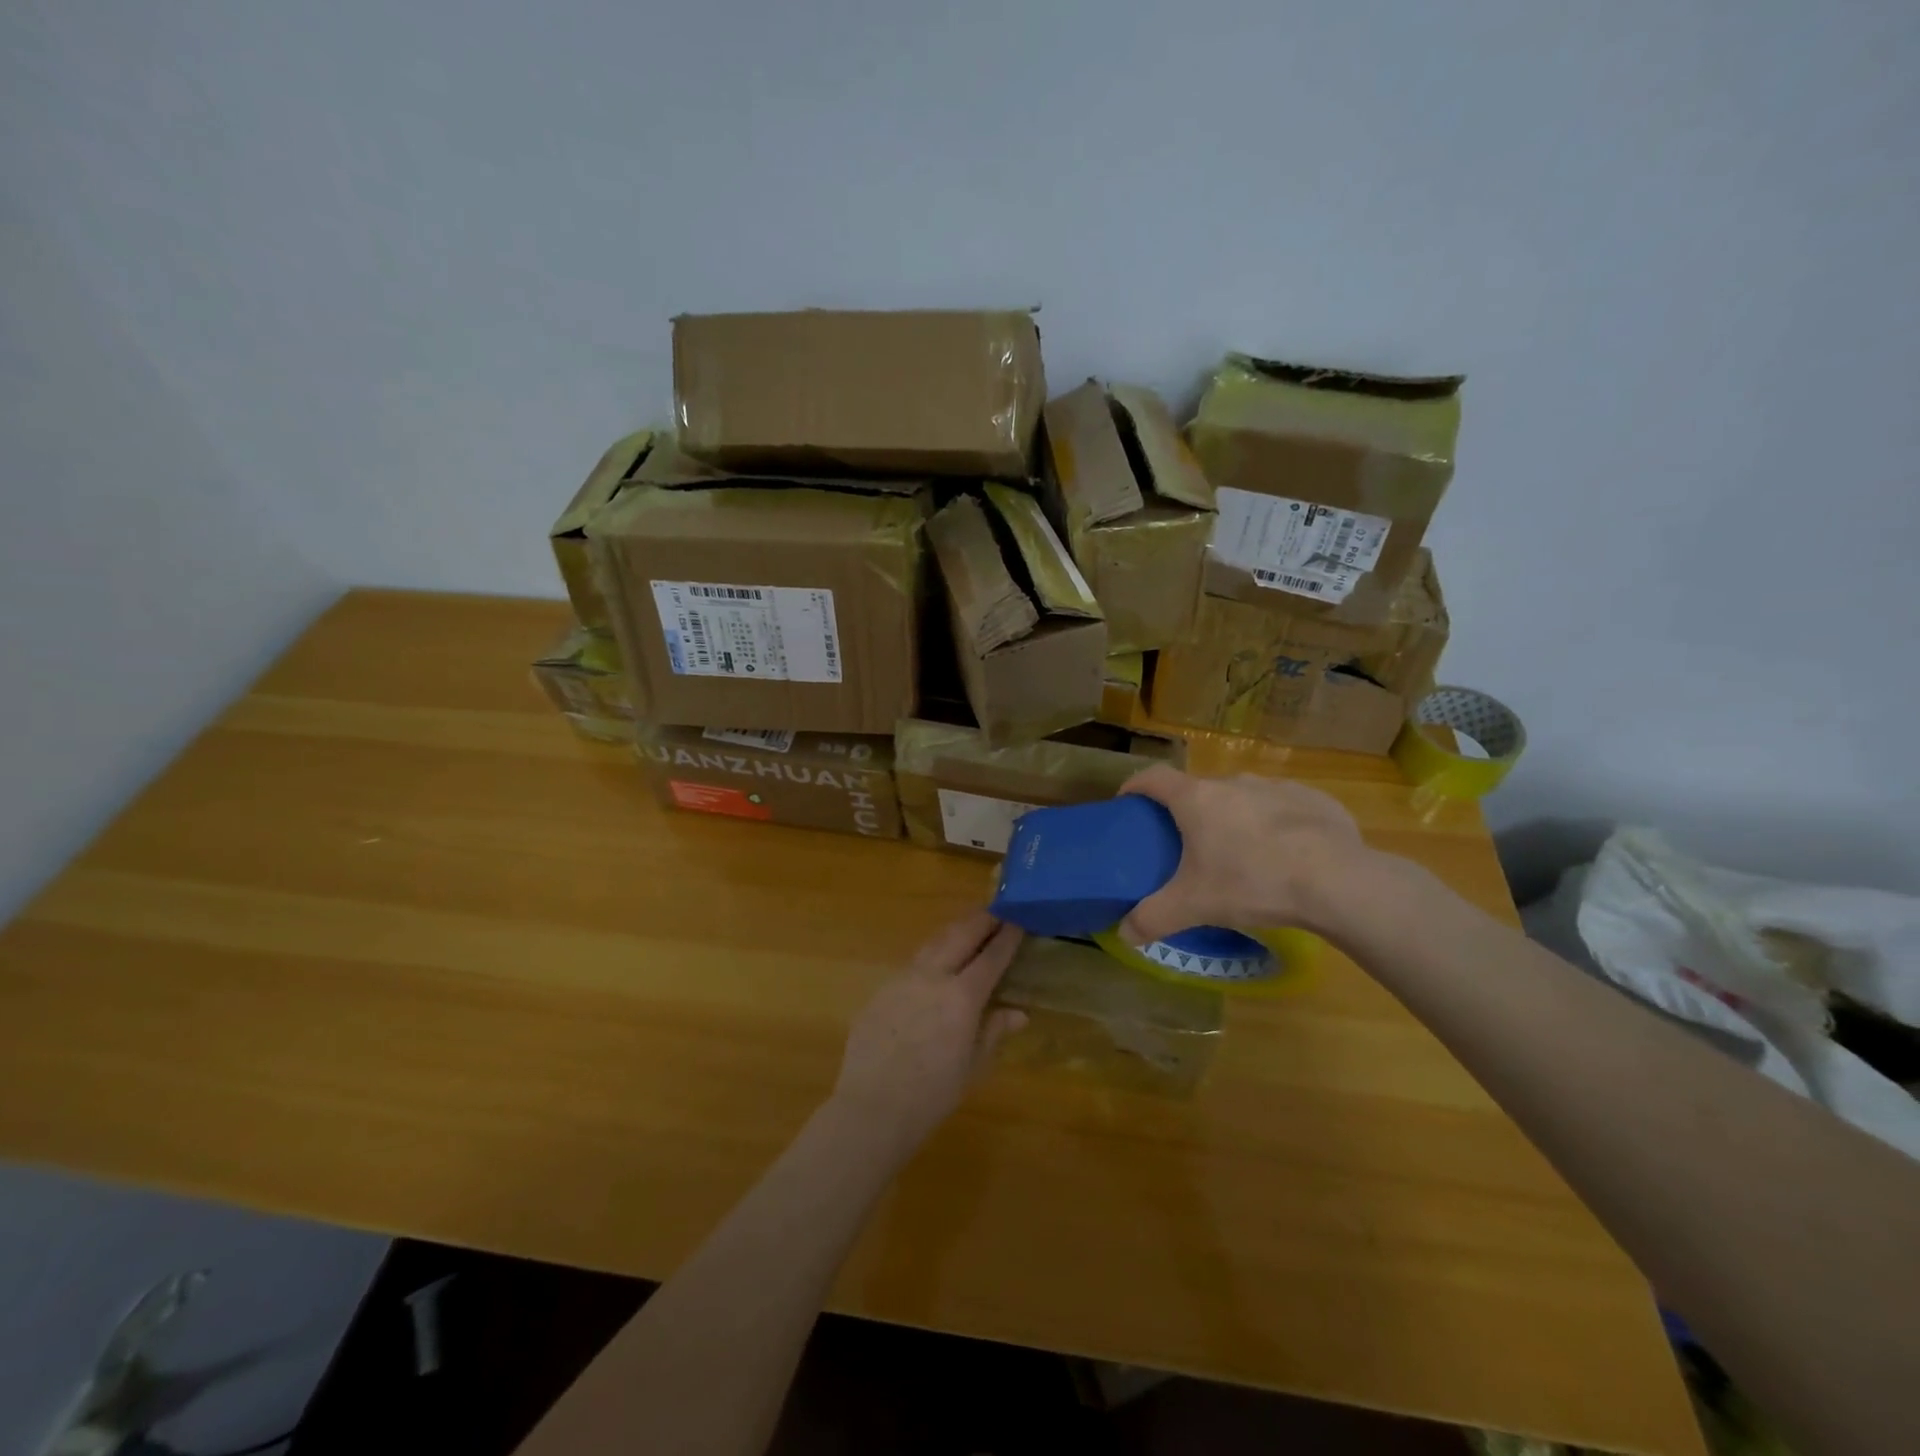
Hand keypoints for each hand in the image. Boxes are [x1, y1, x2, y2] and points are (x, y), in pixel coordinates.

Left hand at [829, 911, 1026, 1153]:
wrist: (872, 1107)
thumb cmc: (932, 1095)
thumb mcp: (972, 1067)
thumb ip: (994, 1032)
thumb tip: (1019, 1013)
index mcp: (962, 997)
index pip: (991, 957)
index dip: (1007, 937)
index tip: (1018, 920)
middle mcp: (932, 977)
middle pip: (960, 935)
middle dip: (980, 920)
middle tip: (996, 911)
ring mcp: (902, 980)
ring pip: (932, 943)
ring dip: (953, 931)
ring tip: (966, 926)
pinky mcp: (880, 990)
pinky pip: (910, 965)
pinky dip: (929, 957)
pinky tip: (932, 966)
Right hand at [1118, 765, 1376, 944]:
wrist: (1337, 881)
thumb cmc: (1252, 882)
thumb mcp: (1195, 906)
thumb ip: (1154, 918)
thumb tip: (1124, 934)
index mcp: (1197, 799)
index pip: (1153, 778)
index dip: (1135, 786)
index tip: (1127, 802)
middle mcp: (1234, 782)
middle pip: (1199, 789)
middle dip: (1189, 812)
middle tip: (1188, 844)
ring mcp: (1276, 787)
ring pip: (1242, 797)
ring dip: (1234, 817)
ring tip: (1240, 851)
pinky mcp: (1314, 799)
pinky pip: (1283, 807)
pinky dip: (1275, 824)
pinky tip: (1286, 854)